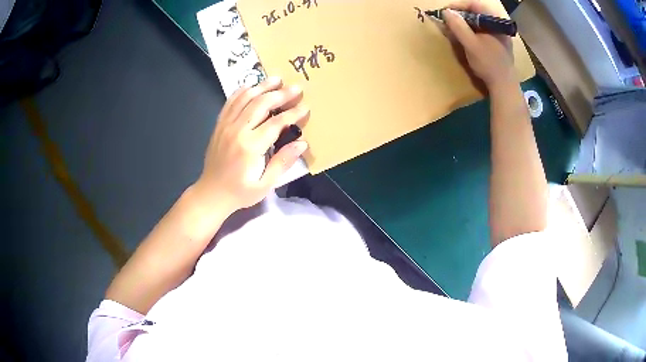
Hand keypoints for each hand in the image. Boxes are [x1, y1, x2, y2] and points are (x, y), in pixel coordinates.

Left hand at [194, 77, 308, 214]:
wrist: (211, 193)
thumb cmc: (240, 192)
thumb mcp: (265, 184)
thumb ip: (282, 162)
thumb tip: (301, 143)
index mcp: (250, 147)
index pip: (276, 123)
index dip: (293, 114)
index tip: (305, 108)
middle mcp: (237, 131)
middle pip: (261, 104)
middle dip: (280, 94)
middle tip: (296, 88)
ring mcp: (226, 125)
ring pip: (245, 98)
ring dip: (262, 86)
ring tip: (276, 79)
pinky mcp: (219, 125)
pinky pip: (230, 102)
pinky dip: (241, 92)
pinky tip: (251, 86)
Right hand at [443, 1, 514, 87]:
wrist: (504, 85)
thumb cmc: (488, 64)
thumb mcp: (470, 43)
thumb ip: (458, 26)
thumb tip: (445, 11)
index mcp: (495, 21)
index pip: (474, 4)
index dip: (458, 6)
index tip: (445, 12)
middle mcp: (499, 24)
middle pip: (477, 12)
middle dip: (461, 14)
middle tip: (449, 20)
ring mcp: (500, 33)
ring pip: (479, 21)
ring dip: (465, 23)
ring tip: (455, 28)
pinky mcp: (499, 42)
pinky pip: (483, 30)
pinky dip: (472, 30)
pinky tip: (466, 37)